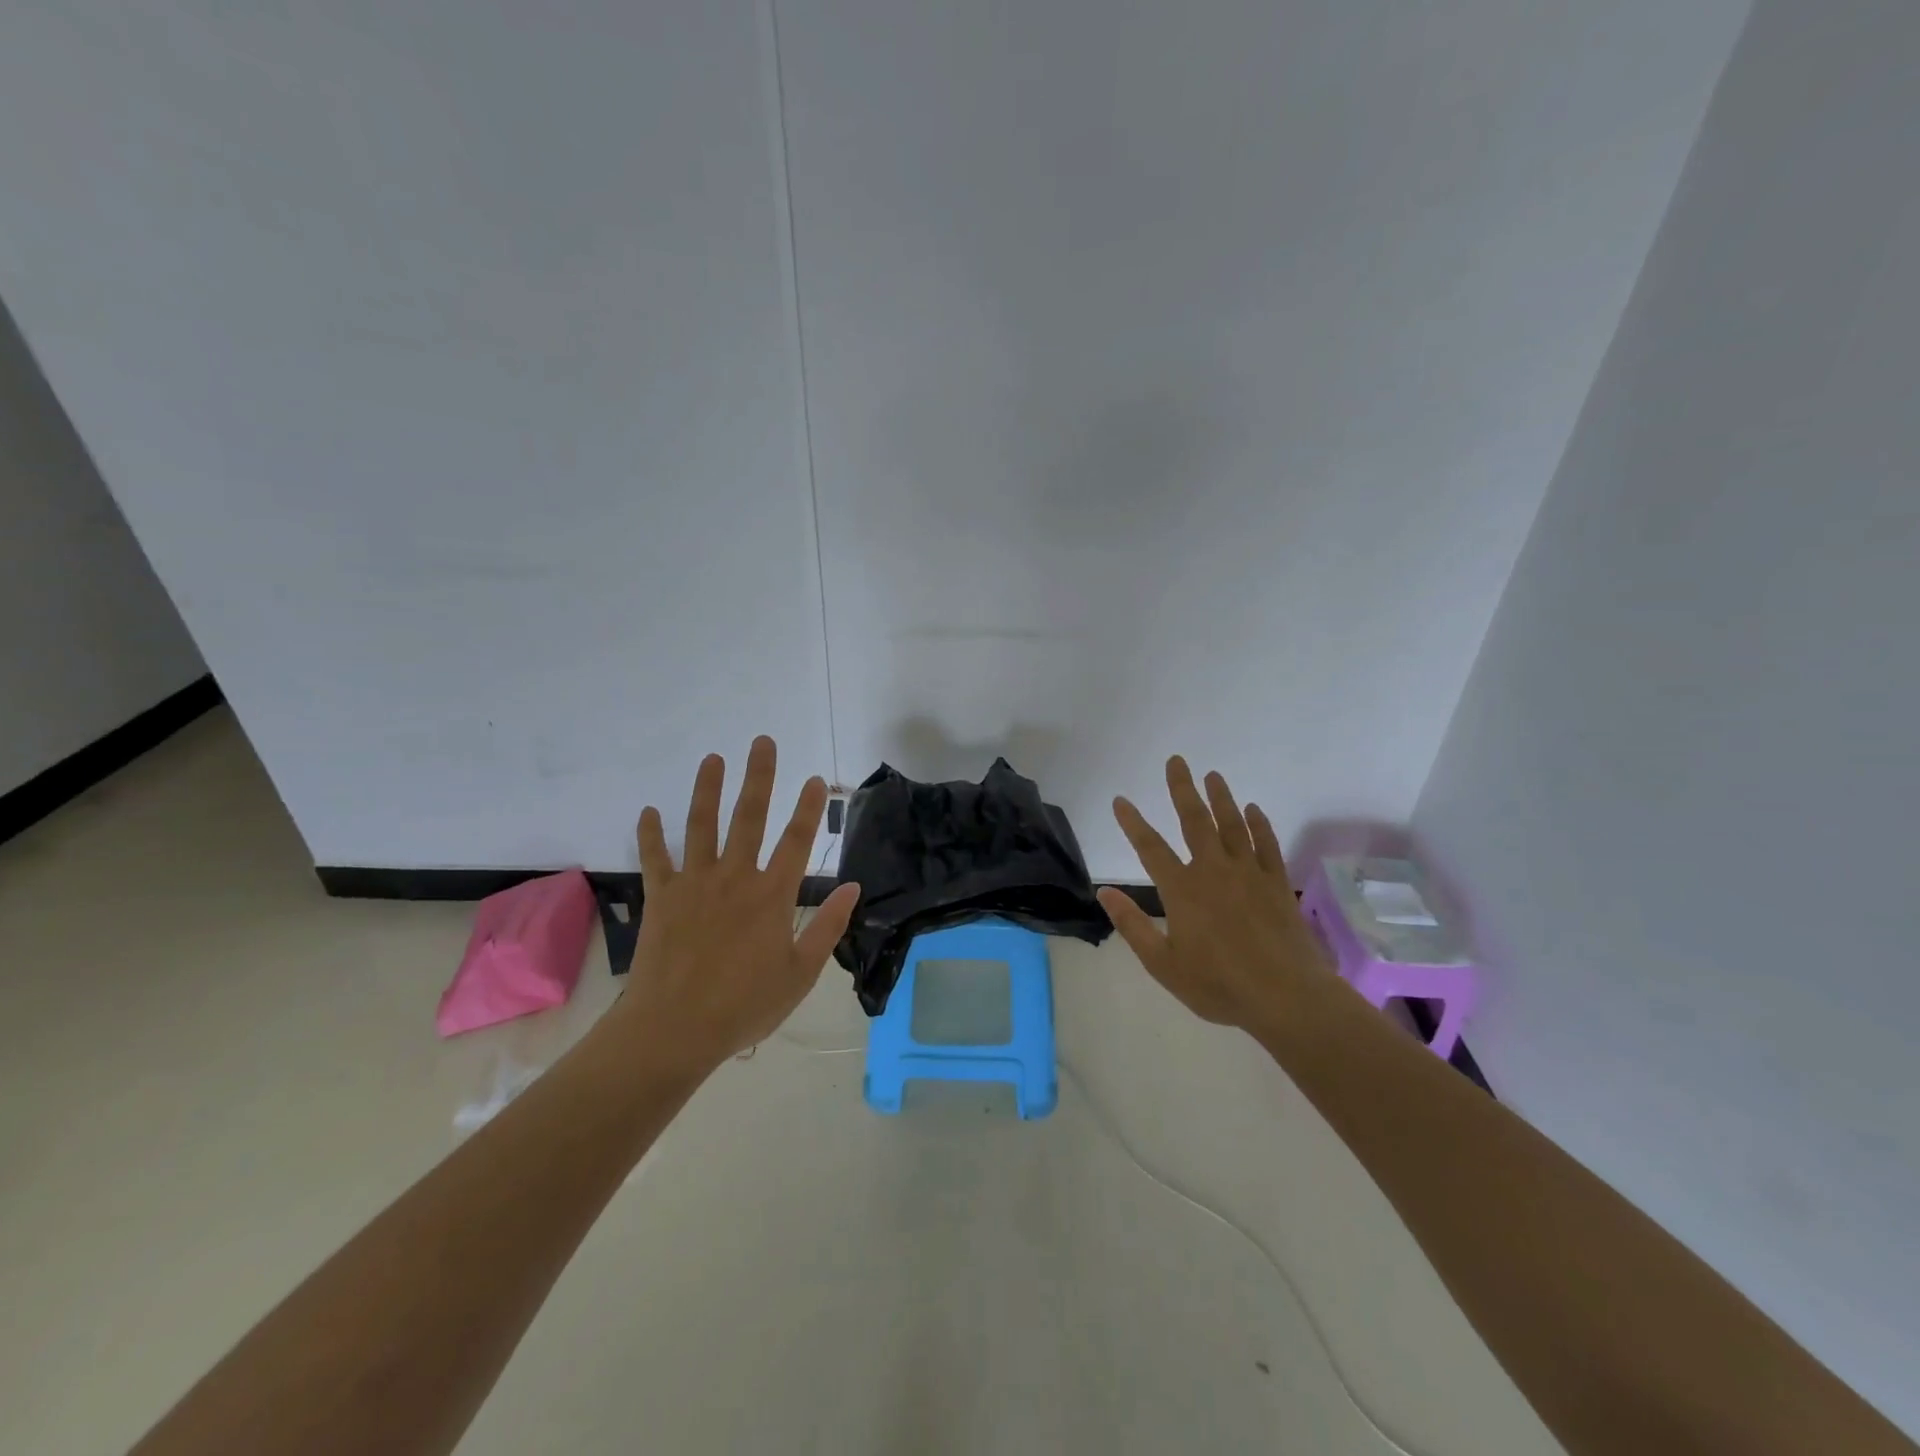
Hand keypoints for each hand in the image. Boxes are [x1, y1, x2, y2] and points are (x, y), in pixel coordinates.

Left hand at [615, 737, 860, 1072]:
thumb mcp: (800, 974)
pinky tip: (648, 811)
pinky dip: (650, 834)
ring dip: (707, 789)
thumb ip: (828, 927)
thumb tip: (852, 887)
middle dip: (758, 777)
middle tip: (762, 742)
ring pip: (701, 826)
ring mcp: (694, 884)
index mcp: (771, 896)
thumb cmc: (744, 1006)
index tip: (814, 779)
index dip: (808, 808)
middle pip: (749, 817)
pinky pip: (655, 858)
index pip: (796, 841)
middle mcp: (734, 878)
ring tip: (712, 758)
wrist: (674, 1030)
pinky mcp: (662, 897)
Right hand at [1096, 756, 1327, 1034]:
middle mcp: (1213, 871)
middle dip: (1182, 789)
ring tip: (1213, 775)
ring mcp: (1248, 873)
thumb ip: (1133, 926)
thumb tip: (1104, 893)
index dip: (1132, 823)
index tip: (1121, 800)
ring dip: (1221, 798)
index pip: (1150, 848)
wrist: (1286, 997)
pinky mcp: (1276, 883)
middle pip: (1195, 821)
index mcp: (1182, 890)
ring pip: (1232, 825)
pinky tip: (1253, 810)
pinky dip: (1258, 824)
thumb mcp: (1163, 964)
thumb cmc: (1219, 985)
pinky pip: (1266, 844)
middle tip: (1177, 761)